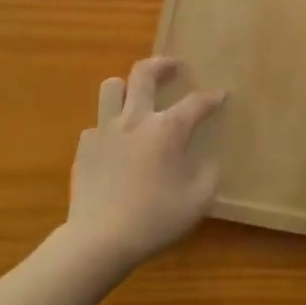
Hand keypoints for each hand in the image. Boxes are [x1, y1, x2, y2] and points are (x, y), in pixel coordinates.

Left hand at [66, 57, 226, 274]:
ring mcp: (105, 130)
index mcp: (167, 129)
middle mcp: (136, 119)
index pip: (195, 102)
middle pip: (145, 73)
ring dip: (126, 86)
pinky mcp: (84, 147)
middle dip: (163, 64)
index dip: (211, 97)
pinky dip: (107, 128)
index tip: (221, 95)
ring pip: (112, 87)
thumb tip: (206, 161)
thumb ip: (208, 174)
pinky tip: (114, 145)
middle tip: (174, 67)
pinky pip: (96, 125)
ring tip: (136, 96)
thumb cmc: (154, 219)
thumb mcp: (198, 201)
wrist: (99, 240)